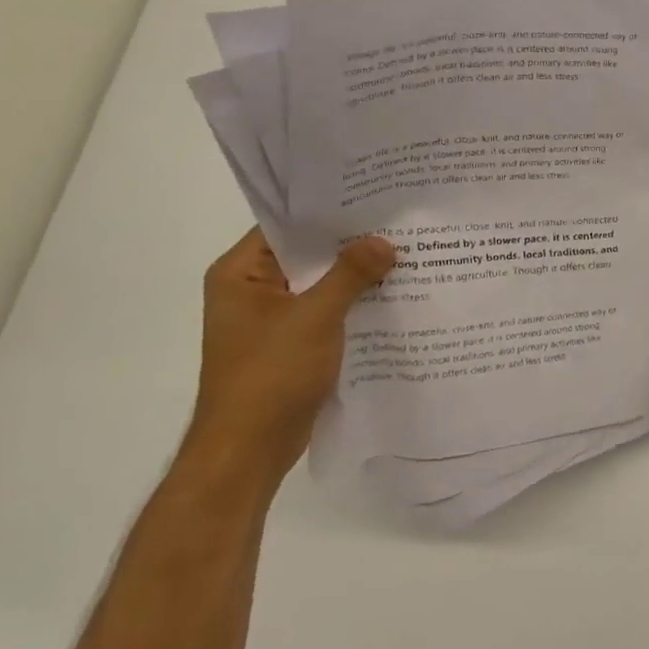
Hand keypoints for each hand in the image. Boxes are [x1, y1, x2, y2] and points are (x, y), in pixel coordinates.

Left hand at [189, 229, 396, 486]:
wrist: (248, 452)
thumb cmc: (269, 376)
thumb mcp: (314, 317)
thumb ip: (350, 275)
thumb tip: (385, 241)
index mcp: (241, 274)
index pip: (287, 225)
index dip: (329, 210)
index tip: (375, 196)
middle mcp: (253, 289)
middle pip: (308, 253)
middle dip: (352, 242)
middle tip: (401, 220)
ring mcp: (273, 318)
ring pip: (322, 283)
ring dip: (358, 274)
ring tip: (407, 251)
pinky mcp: (293, 342)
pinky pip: (329, 309)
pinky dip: (356, 301)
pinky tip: (396, 293)